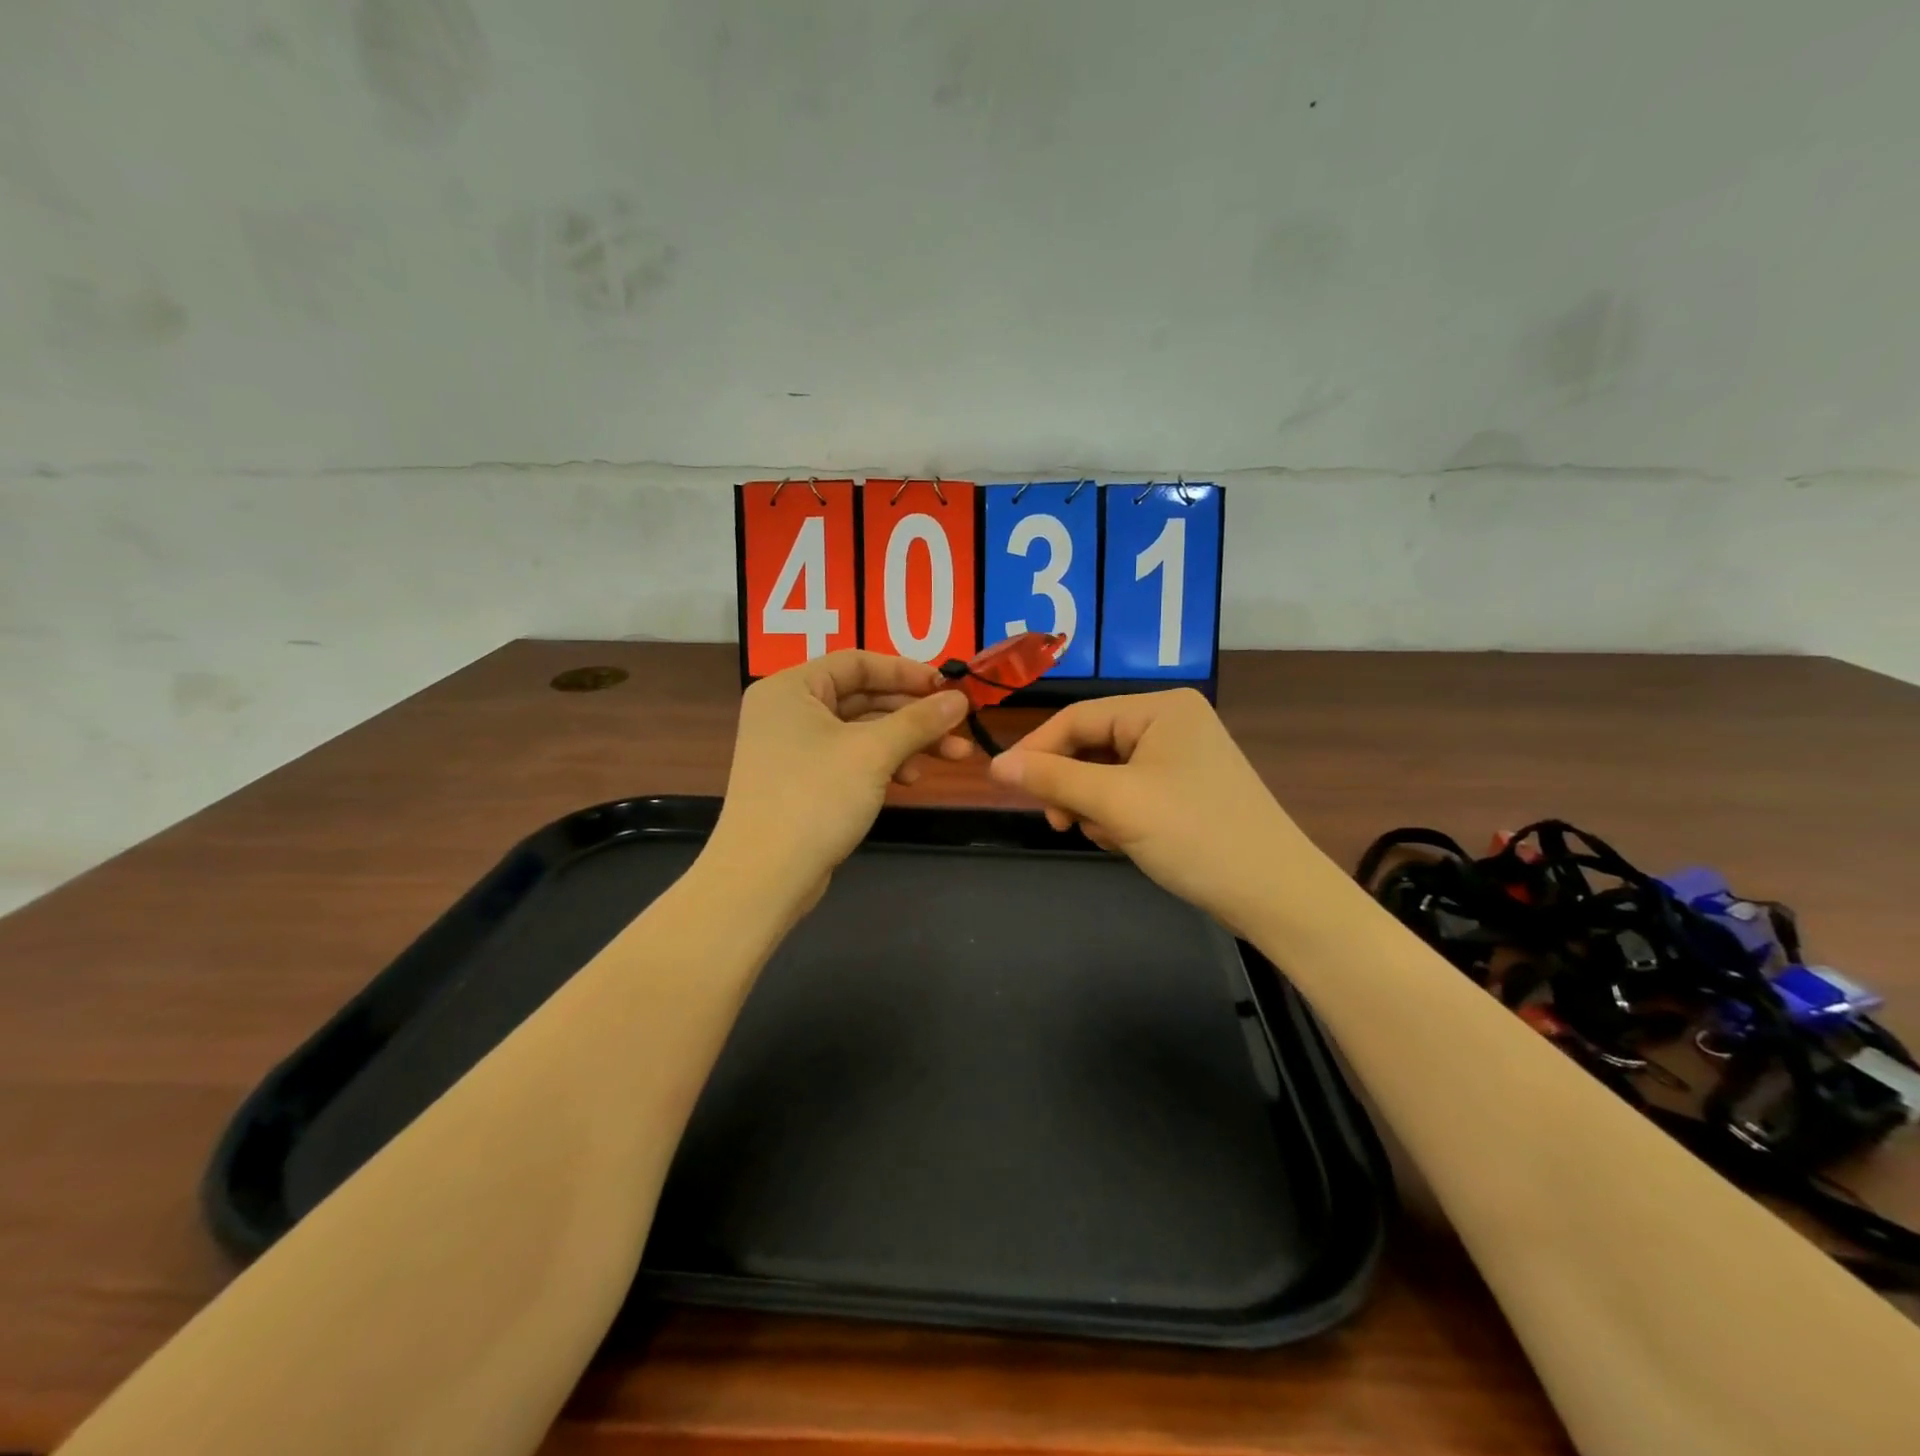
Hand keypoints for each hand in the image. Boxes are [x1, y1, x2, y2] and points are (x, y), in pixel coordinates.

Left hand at [710, 651, 971, 902]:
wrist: (764, 877)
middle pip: (862, 697)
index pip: (857, 662)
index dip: (906, 672)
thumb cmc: (815, 798)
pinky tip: (910, 779)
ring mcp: (793, 748)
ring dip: (907, 741)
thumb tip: (960, 698)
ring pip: (861, 731)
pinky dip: (883, 763)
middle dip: (914, 713)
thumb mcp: (873, 753)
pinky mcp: (802, 781)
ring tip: (952, 756)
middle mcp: (787, 710)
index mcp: (790, 688)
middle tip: (959, 725)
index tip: (948, 687)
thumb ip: (919, 721)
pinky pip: (850, 757)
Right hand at [987, 689, 1323, 929]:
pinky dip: (1117, 816)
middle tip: (1059, 824)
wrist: (1275, 895)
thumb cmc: (1194, 835)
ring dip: (1093, 805)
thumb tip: (995, 765)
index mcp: (1161, 708)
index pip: (1077, 717)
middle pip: (1092, 745)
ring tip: (1104, 837)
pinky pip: (1130, 792)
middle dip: (1071, 785)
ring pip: (1107, 773)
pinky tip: (1124, 842)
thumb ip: (1052, 779)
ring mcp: (1182, 758)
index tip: (1005, 785)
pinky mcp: (1187, 791)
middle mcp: (1172, 722)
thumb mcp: (1116, 803)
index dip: (1037, 749)